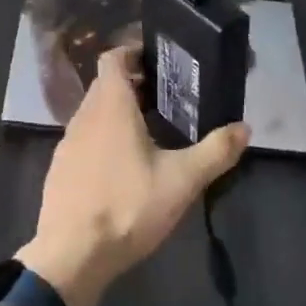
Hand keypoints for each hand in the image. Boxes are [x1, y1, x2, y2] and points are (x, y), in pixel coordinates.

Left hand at [17, 46, 248, 305]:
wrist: (72, 253)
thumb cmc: (127, 206)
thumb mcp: (181, 181)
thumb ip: (215, 152)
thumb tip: (244, 128)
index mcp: (110, 105)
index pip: (112, 58)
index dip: (132, 52)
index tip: (157, 60)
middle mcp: (84, 115)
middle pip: (105, 84)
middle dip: (132, 84)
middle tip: (165, 96)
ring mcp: (68, 141)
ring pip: (94, 111)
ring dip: (117, 112)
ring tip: (149, 129)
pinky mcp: (60, 167)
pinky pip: (84, 137)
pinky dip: (103, 137)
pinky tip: (123, 164)